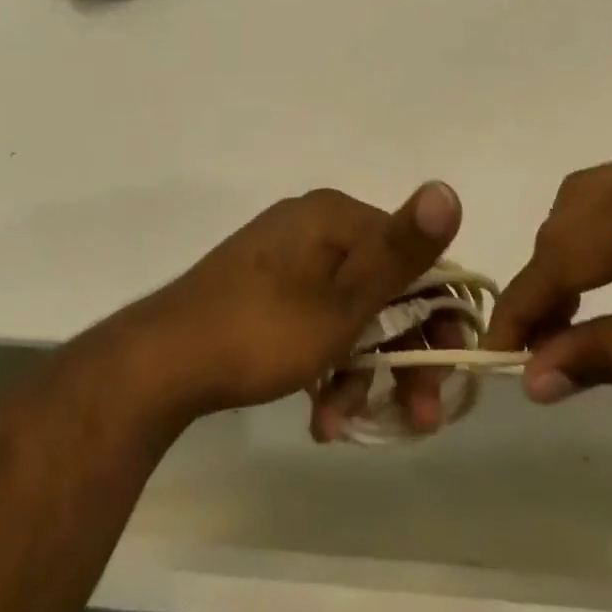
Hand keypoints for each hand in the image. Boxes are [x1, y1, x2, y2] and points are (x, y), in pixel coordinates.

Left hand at [119, 182, 463, 433]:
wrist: (164, 360)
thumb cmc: (262, 330)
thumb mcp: (343, 301)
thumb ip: (400, 251)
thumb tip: (448, 188)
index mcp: (335, 217)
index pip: (413, 258)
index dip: (440, 318)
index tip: (445, 376)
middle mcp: (313, 226)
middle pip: (383, 289)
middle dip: (401, 357)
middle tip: (417, 418)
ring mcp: (286, 256)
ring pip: (349, 313)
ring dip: (360, 371)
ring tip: (344, 423)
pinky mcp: (265, 286)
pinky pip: (315, 319)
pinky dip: (326, 363)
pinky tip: (319, 414)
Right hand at [483, 145, 611, 435]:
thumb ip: (605, 357)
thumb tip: (530, 379)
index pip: (559, 253)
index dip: (524, 305)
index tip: (495, 351)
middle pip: (570, 214)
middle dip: (547, 272)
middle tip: (540, 336)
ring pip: (599, 198)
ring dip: (576, 247)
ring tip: (576, 307)